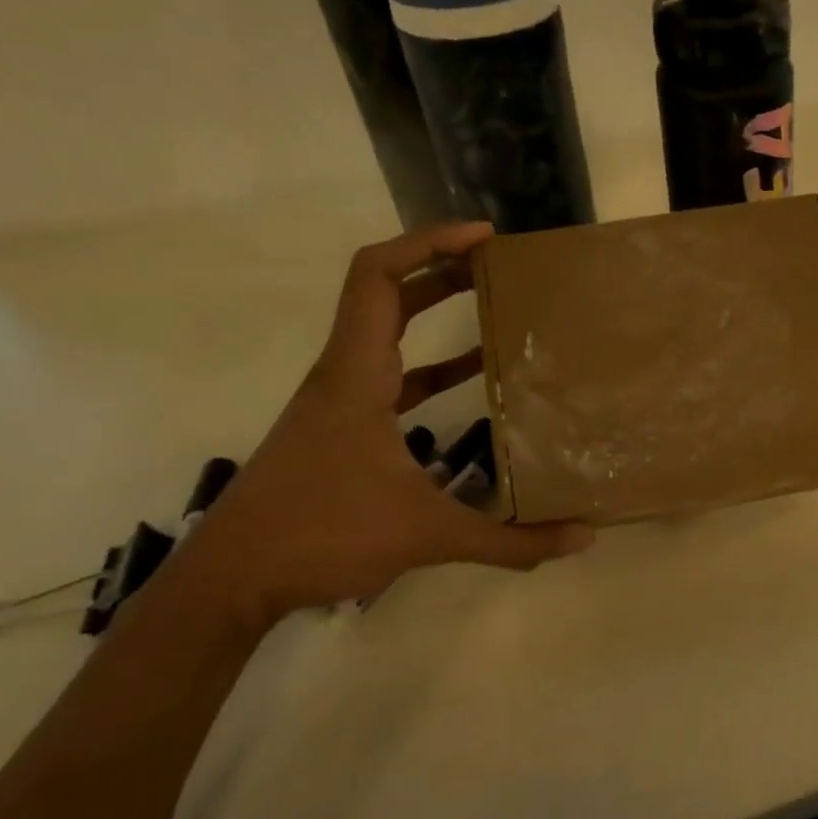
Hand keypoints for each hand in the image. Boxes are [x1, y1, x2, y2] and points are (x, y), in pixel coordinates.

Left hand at [168, 224, 593, 632]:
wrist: (232, 580)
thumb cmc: (322, 536)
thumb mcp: (427, 536)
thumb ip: (510, 541)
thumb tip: (584, 539)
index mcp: (357, 376)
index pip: (379, 278)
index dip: (428, 244)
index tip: (484, 238)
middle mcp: (344, 374)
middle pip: (387, 293)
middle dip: (443, 267)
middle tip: (501, 264)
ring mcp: (340, 401)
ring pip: (386, 332)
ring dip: (434, 310)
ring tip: (495, 303)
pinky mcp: (342, 427)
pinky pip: (392, 376)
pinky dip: (431, 366)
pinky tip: (472, 378)